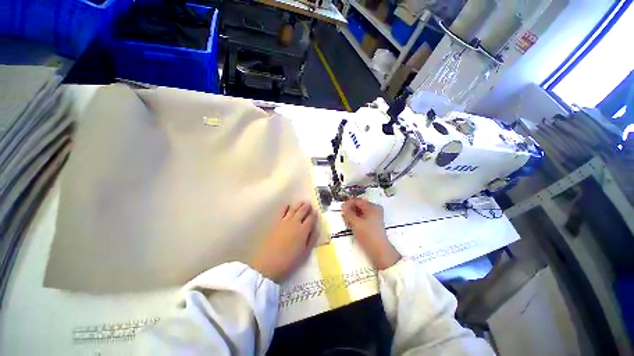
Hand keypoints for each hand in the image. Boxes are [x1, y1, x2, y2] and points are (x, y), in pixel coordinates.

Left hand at [250, 202, 317, 282]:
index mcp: (303, 230)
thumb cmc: (289, 261)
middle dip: (306, 207)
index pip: (311, 218)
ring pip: (293, 209)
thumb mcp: (305, 253)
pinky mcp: (276, 222)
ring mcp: (284, 221)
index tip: (315, 211)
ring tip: (301, 202)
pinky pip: (282, 211)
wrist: (268, 263)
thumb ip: (312, 239)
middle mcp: (295, 222)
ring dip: (298, 205)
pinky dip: (286, 207)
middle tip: (309, 204)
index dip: (314, 214)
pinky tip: (288, 205)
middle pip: (302, 211)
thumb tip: (316, 229)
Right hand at [342, 198, 400, 269]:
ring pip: (360, 211)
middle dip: (350, 209)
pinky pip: (363, 217)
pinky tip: (351, 224)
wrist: (380, 251)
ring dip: (352, 214)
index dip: (348, 203)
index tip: (341, 209)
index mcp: (372, 207)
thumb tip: (343, 206)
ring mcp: (375, 216)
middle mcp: (375, 209)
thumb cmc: (368, 235)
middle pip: (359, 205)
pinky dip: (356, 219)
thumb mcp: (356, 223)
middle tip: (343, 216)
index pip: (357, 200)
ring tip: (347, 221)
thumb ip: (348, 213)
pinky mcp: (373, 223)